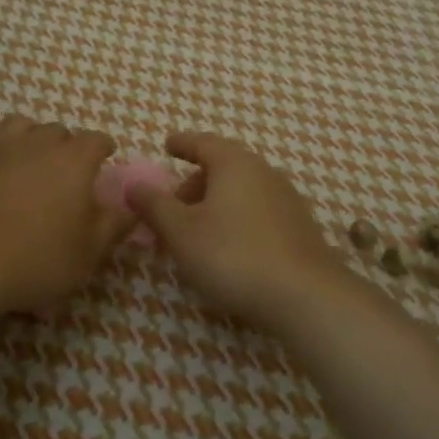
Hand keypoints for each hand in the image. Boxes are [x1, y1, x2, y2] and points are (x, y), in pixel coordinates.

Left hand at [0, 113, 132, 317]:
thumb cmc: (34, 260)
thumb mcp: (87, 254)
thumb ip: (113, 227)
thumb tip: (133, 209)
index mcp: (73, 162)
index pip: (96, 141)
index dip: (103, 147)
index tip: (106, 157)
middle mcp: (36, 144)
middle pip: (57, 130)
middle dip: (66, 143)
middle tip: (67, 165)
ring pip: (18, 123)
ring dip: (29, 131)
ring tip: (31, 146)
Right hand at [127, 132, 350, 334]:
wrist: (305, 296)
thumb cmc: (233, 255)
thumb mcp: (181, 232)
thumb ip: (154, 205)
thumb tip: (133, 184)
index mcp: (234, 163)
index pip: (203, 142)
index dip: (182, 143)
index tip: (168, 145)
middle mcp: (263, 172)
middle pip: (223, 167)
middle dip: (195, 182)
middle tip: (172, 205)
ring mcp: (286, 199)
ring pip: (241, 191)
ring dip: (215, 203)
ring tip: (195, 231)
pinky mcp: (298, 228)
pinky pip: (257, 211)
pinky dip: (236, 219)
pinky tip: (227, 248)